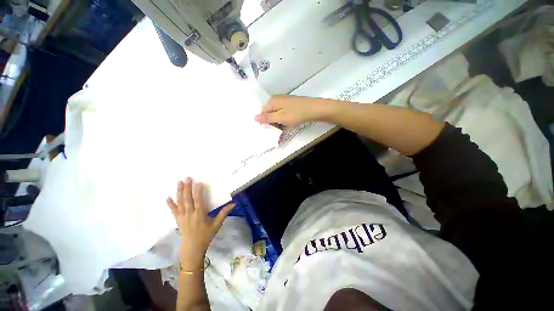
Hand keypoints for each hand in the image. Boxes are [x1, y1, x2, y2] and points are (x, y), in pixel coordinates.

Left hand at [166, 178, 235, 267]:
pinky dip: (170, 203)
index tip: (198, 182)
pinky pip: (173, 210)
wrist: (192, 248)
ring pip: (180, 202)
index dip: (198, 191)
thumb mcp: (217, 224)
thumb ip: (224, 213)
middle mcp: (189, 214)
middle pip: (187, 199)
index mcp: (200, 215)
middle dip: (187, 187)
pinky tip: (168, 197)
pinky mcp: (177, 220)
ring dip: (179, 192)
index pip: (198, 201)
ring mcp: (182, 216)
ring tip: (179, 182)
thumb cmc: (206, 235)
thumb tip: (234, 204)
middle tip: (187, 177)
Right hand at [254, 95, 335, 126]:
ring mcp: (284, 102)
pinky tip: (289, 123)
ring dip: (278, 122)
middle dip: (272, 122)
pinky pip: (283, 113)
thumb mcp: (280, 117)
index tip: (270, 129)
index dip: (265, 122)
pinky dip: (284, 119)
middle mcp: (277, 99)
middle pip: (269, 113)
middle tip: (277, 130)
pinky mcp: (291, 105)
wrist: (314, 109)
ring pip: (277, 114)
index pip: (262, 113)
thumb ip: (267, 118)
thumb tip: (254, 117)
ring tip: (284, 127)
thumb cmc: (296, 114)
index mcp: (272, 101)